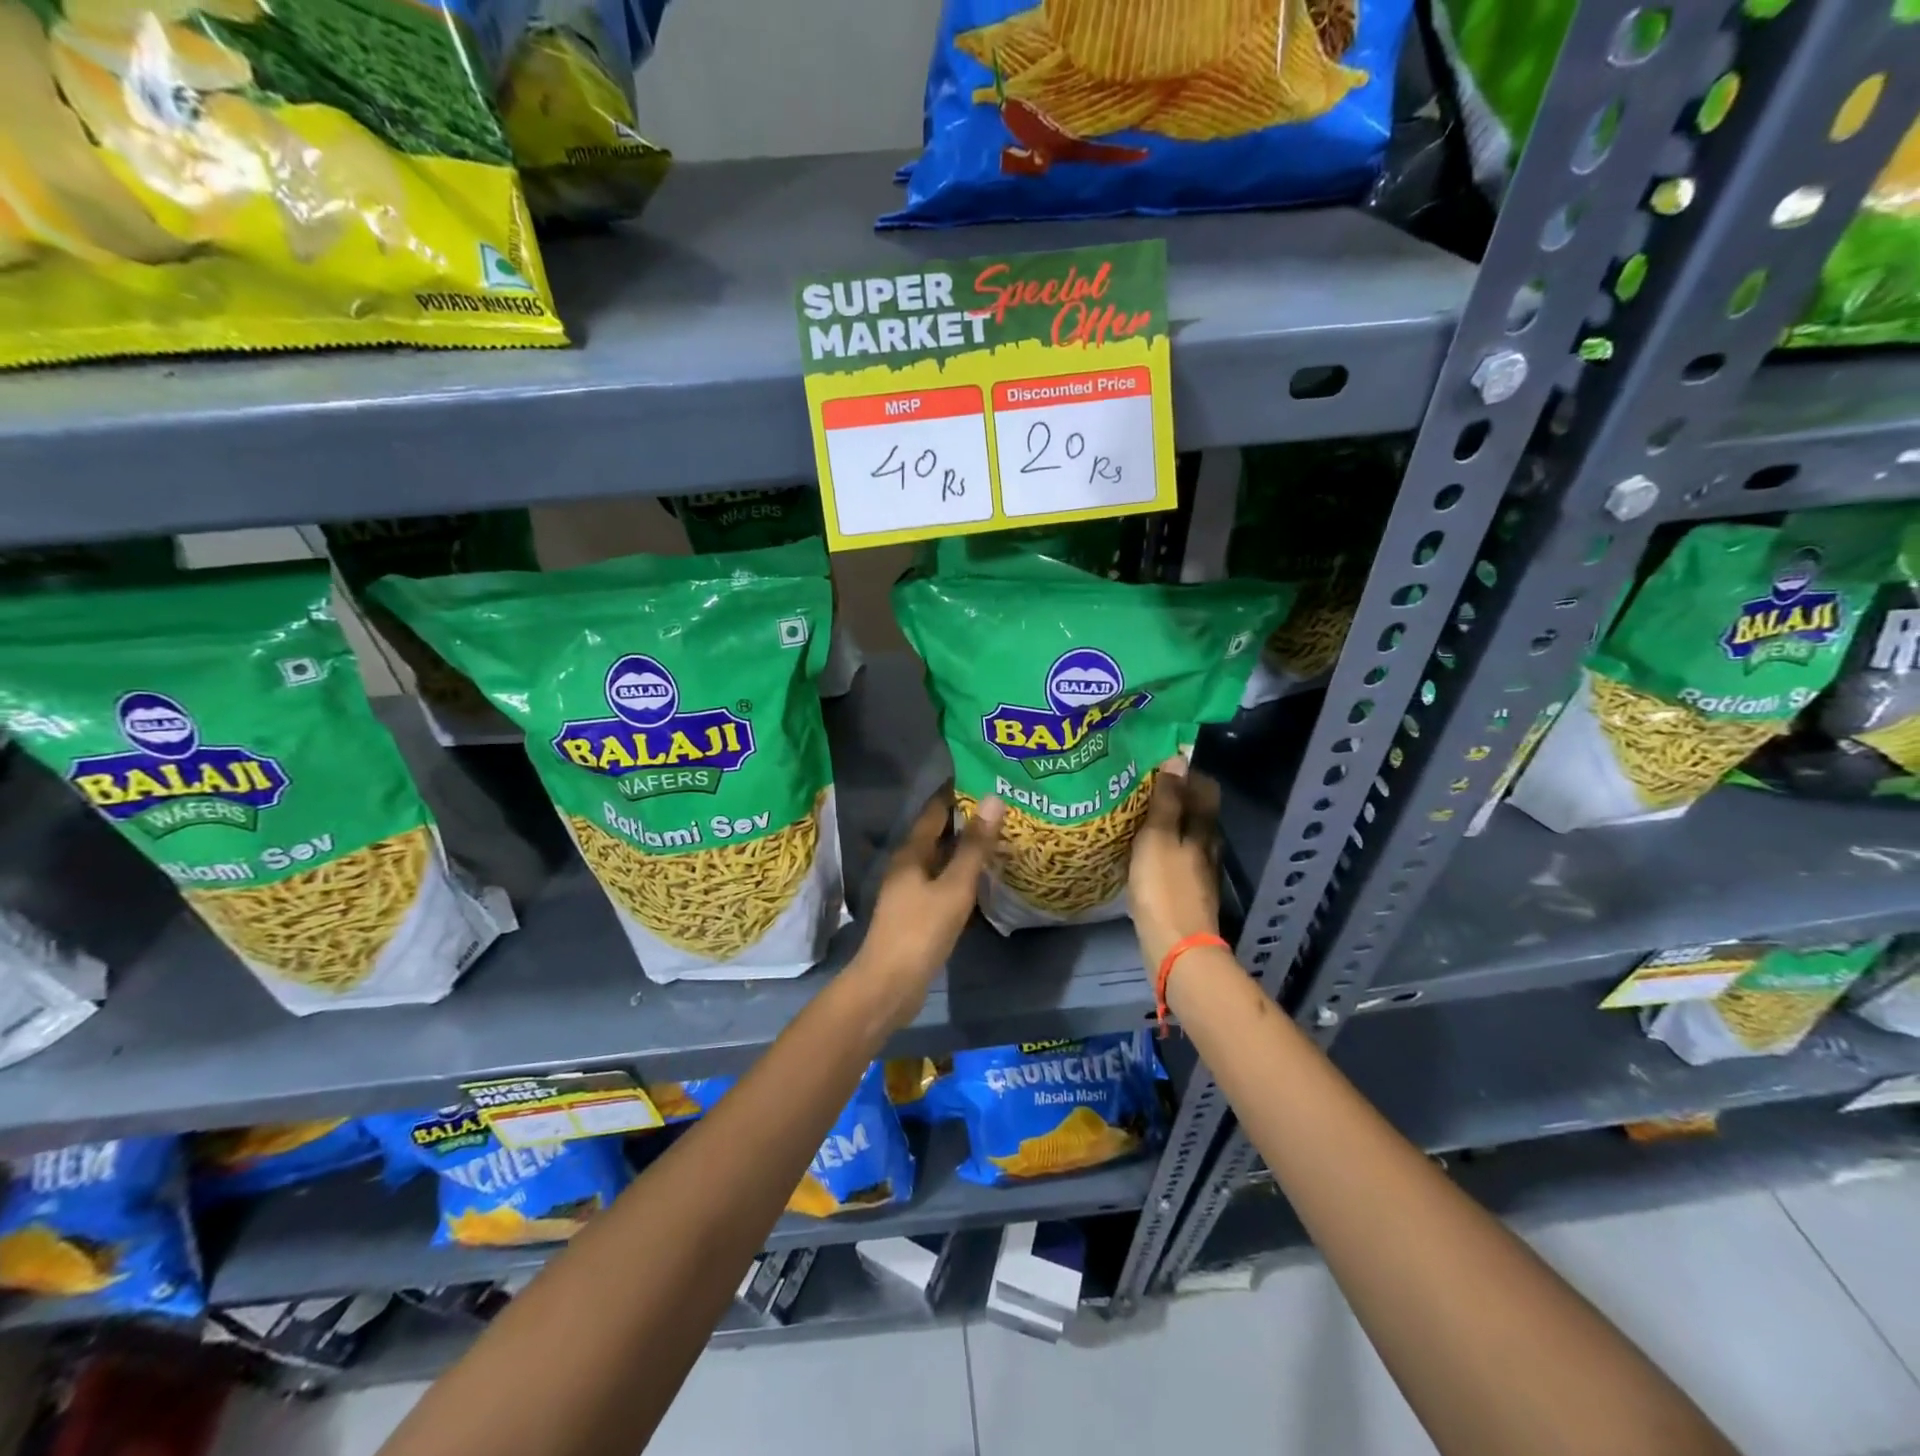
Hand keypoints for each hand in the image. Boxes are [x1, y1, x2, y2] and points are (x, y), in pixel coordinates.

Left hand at [850, 788, 1003, 1030]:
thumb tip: (993, 799)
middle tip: (1002, 807)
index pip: (935, 811)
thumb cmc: (920, 931)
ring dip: (965, 849)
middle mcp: (907, 867)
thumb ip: (974, 847)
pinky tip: (983, 880)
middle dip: (966, 820)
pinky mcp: (917, 914)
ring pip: (941, 861)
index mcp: (911, 853)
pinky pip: (943, 884)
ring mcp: (910, 892)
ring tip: (999, 838)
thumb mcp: (953, 887)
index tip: (984, 778)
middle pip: (938, 834)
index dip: (956, 793)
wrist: (889, 986)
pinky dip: (962, 876)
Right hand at [1128, 757, 1222, 971]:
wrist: (1175, 947)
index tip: (1157, 766)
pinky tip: (1139, 852)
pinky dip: (1160, 848)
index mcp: (1204, 829)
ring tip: (1134, 817)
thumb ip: (1167, 800)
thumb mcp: (1158, 837)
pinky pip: (1175, 858)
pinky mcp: (1186, 892)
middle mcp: (1208, 846)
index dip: (1185, 774)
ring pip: (1185, 836)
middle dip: (1173, 797)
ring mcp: (1199, 872)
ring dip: (1165, 824)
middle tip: (1139, 788)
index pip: (1205, 788)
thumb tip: (1178, 758)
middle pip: (1196, 812)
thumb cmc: (1164, 887)